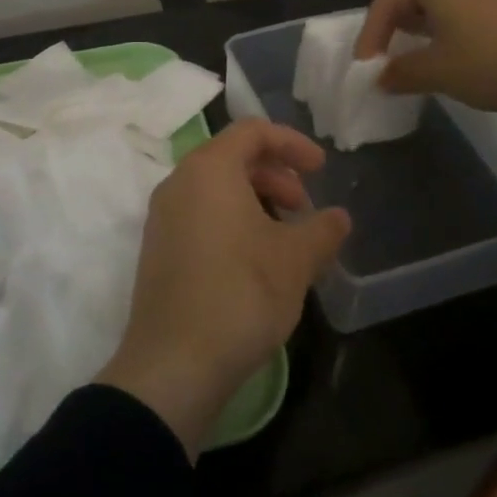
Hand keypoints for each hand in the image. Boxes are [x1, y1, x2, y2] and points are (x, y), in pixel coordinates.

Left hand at [98, 120, 349, 458]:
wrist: (174, 364)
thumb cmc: (240, 294)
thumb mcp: (295, 260)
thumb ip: (322, 229)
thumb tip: (338, 218)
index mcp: (208, 170)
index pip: (252, 131)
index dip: (292, 143)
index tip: (322, 170)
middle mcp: (178, 183)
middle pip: (231, 157)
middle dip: (275, 174)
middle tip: (304, 207)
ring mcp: (162, 218)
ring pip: (215, 189)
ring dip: (256, 200)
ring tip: (286, 237)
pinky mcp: (158, 250)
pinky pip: (200, 215)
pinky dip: (232, 221)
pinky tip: (256, 260)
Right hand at [355, 0, 496, 135]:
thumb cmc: (492, 59)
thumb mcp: (438, 72)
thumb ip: (400, 72)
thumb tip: (379, 77)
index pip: (386, 2)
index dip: (371, 37)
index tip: (366, 68)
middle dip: (402, 9)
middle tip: (398, 40)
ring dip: (432, 8)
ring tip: (430, 42)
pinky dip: (460, 8)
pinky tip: (468, 38)